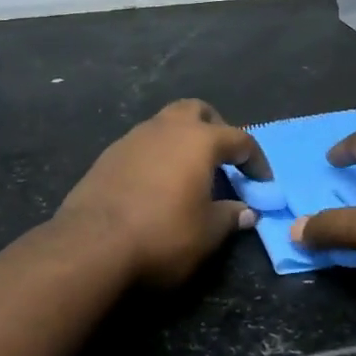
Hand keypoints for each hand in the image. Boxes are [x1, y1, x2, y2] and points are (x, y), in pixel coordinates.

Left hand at [58, 100, 269, 286]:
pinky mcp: (108, 156)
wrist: (92, 245)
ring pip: (165, 124)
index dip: (256, 160)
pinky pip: (143, 145)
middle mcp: (166, 128)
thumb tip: (247, 211)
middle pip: (197, 111)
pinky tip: (157, 185)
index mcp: (199, 140)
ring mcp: (133, 138)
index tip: (262, 183)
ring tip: (189, 174)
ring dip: (182, 141)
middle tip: (223, 160)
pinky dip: (157, 156)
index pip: (240, 138)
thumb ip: (231, 216)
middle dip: (215, 128)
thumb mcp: (208, 233)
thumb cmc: (163, 235)